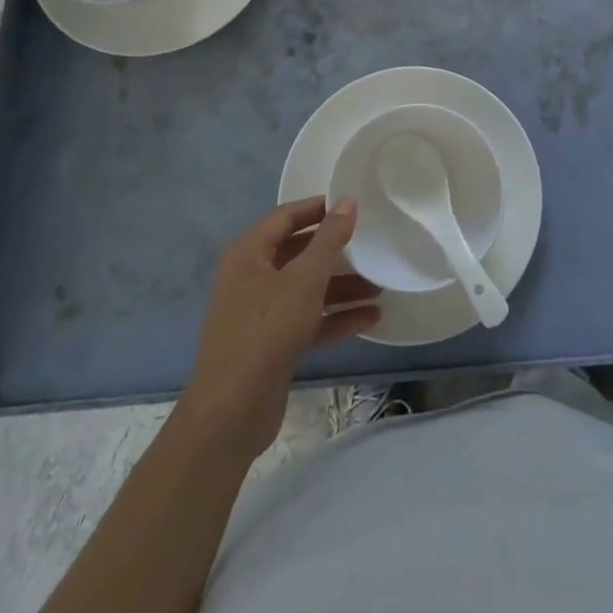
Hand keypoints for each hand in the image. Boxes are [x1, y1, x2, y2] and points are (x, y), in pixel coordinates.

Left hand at [180, 197, 382, 458]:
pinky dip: (335, 317)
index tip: (351, 205)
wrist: (232, 411)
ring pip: (306, 289)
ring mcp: (260, 313)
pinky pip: (308, 320)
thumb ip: (329, 239)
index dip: (317, 208)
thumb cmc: (267, 330)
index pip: (286, 216)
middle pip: (298, 253)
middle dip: (335, 252)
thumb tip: (346, 201)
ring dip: (341, 287)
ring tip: (380, 286)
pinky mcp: (272, 344)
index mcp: (249, 253)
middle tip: (370, 244)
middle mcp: (251, 277)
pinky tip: (370, 318)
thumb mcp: (304, 279)